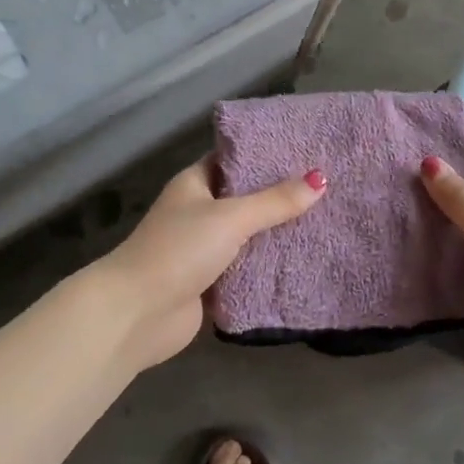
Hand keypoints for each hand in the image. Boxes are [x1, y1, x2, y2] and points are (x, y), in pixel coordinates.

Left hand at [94, 158, 326, 368]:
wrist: (137, 313)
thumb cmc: (179, 250)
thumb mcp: (230, 218)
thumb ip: (274, 201)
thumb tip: (320, 179)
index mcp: (194, 184)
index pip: (233, 159)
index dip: (265, 153)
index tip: (305, 150)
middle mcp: (198, 211)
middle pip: (244, 198)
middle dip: (278, 195)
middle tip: (326, 186)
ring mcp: (202, 248)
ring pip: (247, 235)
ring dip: (276, 232)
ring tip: (324, 218)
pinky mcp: (209, 282)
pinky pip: (246, 267)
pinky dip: (268, 265)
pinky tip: (303, 259)